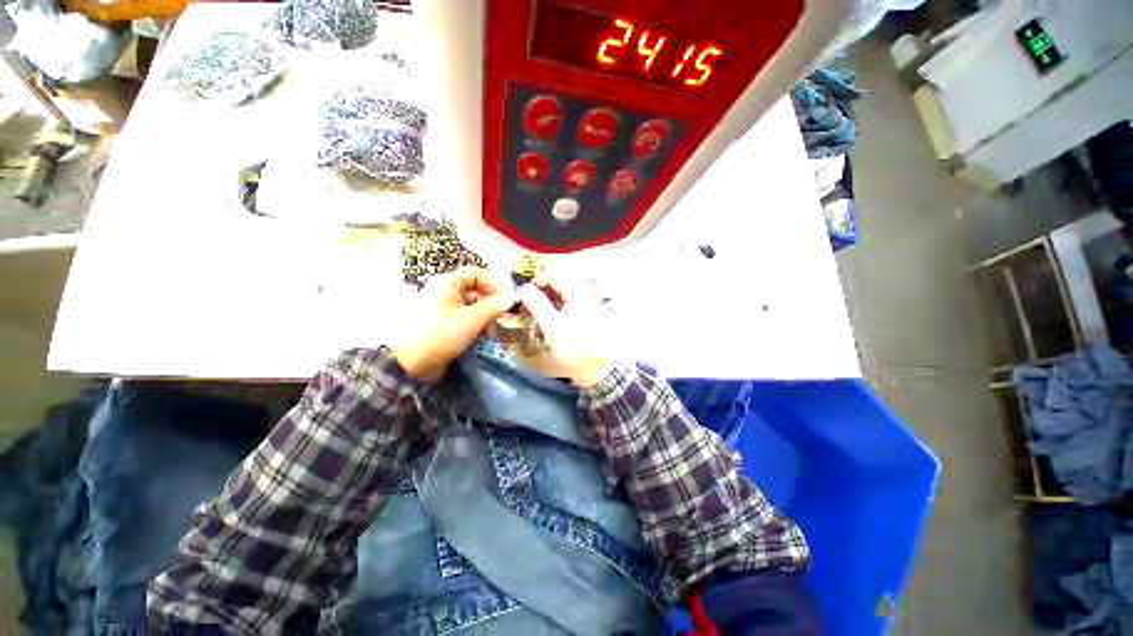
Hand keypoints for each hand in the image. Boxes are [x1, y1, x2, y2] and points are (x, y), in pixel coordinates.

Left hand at [391, 267, 516, 381]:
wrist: (410, 364)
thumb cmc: (441, 334)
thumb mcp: (472, 319)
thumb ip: (494, 306)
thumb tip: (512, 296)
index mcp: (448, 284)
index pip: (476, 273)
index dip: (494, 283)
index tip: (508, 297)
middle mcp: (445, 293)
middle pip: (475, 291)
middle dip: (492, 303)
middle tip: (503, 317)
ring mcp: (444, 310)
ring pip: (472, 307)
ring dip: (486, 317)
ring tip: (493, 331)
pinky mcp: (445, 326)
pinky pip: (466, 320)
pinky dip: (477, 326)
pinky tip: (484, 337)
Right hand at [509, 275, 613, 387]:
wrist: (600, 367)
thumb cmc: (576, 345)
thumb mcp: (552, 325)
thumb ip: (536, 303)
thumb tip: (522, 288)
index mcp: (576, 291)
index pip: (553, 274)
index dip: (536, 281)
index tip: (523, 295)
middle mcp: (582, 294)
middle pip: (556, 284)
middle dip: (539, 293)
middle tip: (526, 307)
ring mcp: (584, 306)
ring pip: (560, 296)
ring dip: (545, 303)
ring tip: (533, 317)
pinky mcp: (584, 318)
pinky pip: (565, 308)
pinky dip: (554, 312)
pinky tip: (546, 326)